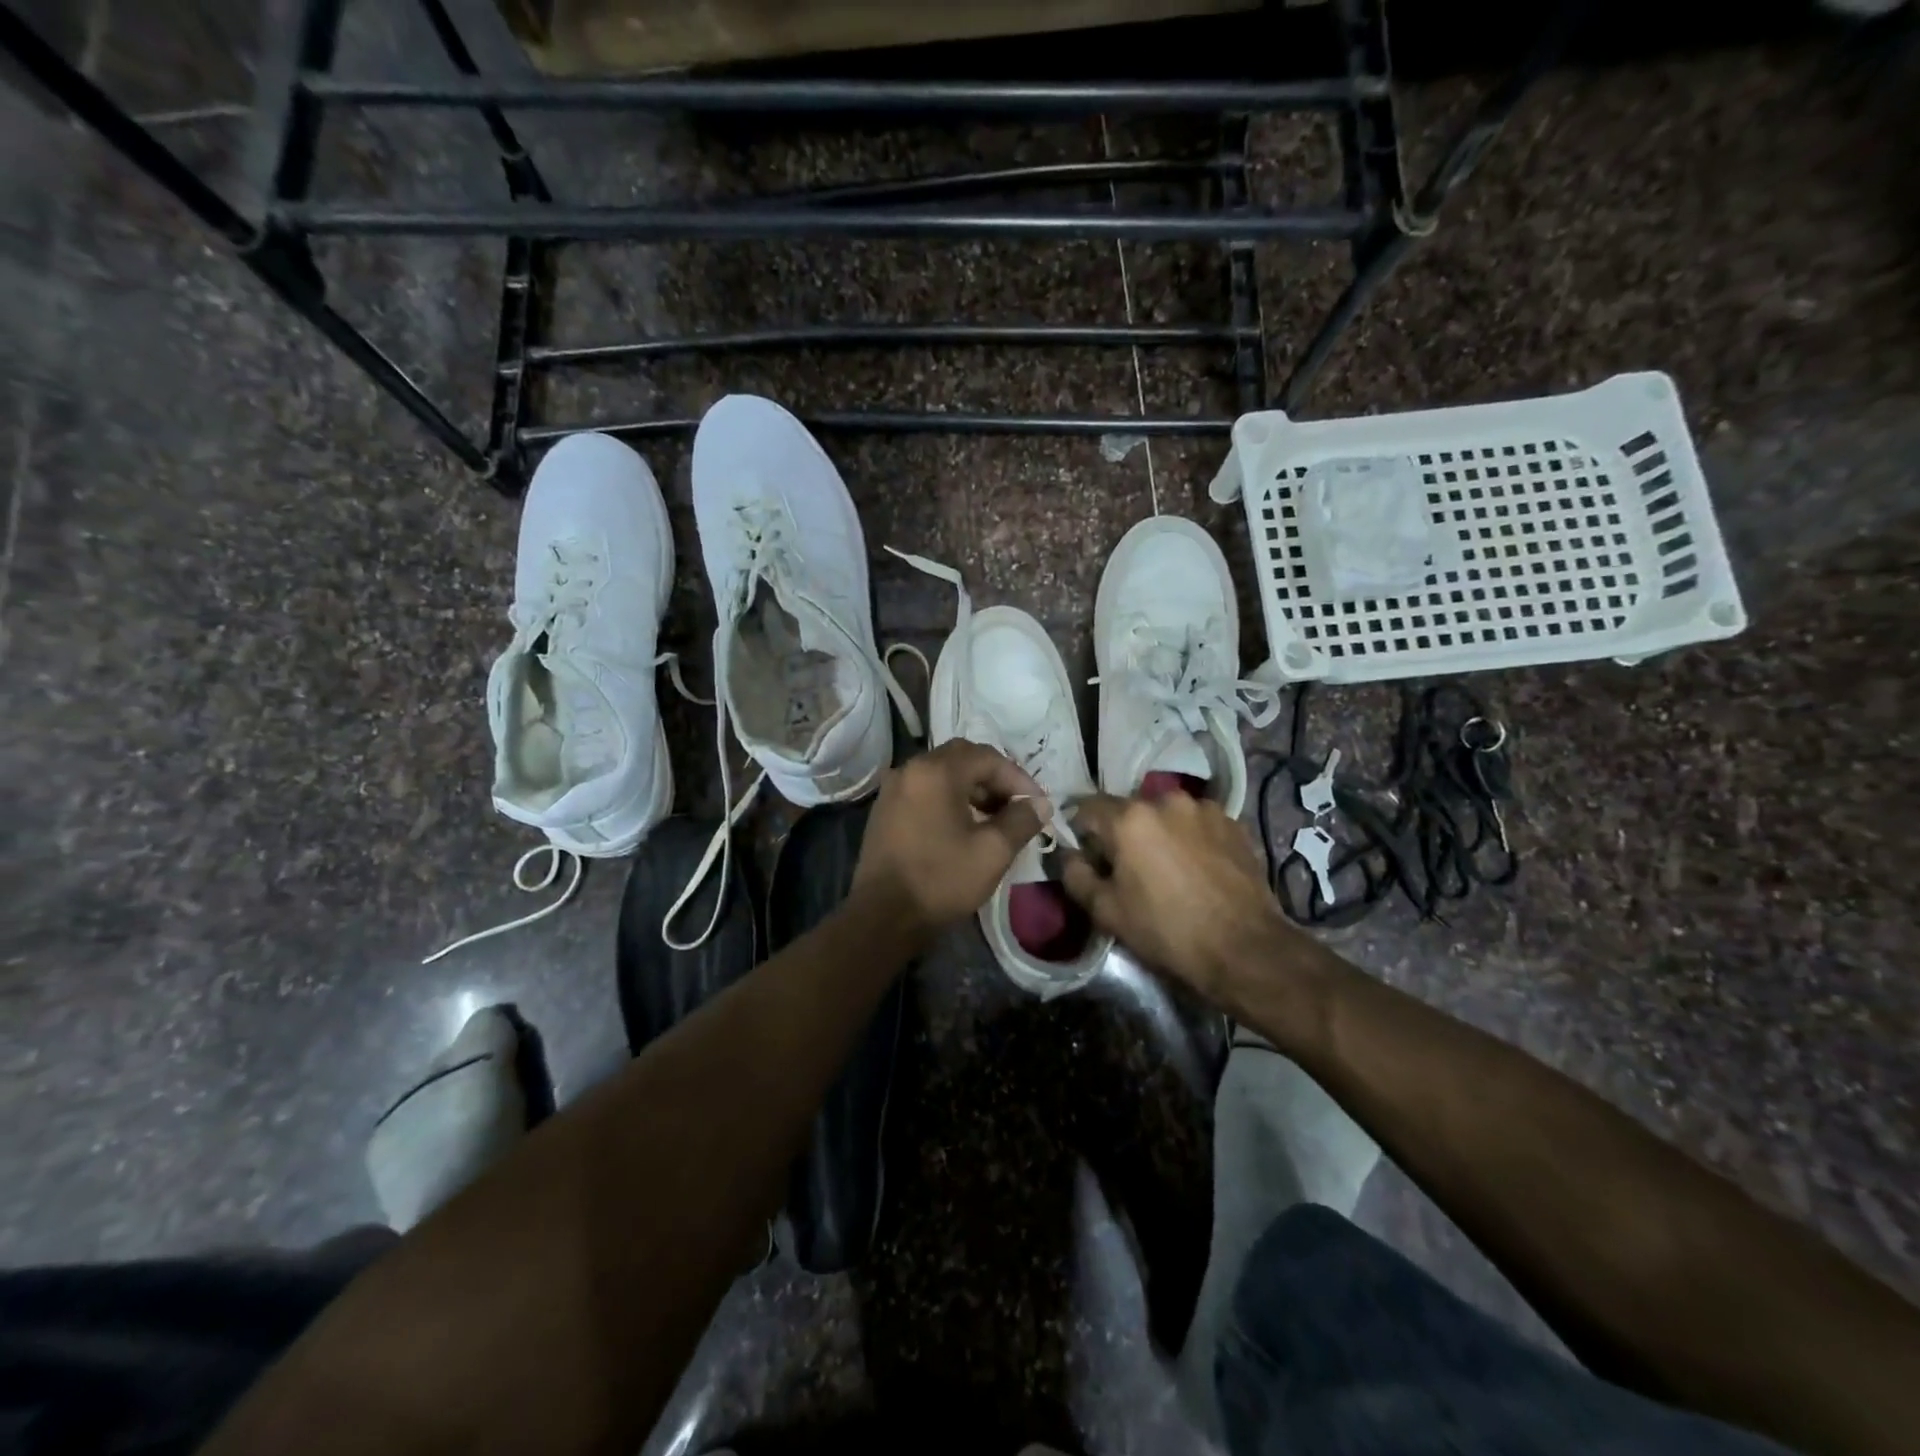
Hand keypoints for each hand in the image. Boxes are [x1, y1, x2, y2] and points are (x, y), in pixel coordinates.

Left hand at [852, 740, 1046, 940]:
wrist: (883, 917)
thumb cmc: (941, 880)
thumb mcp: (992, 852)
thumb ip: (1021, 821)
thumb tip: (1040, 804)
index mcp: (936, 772)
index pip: (987, 758)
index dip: (1018, 778)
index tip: (1037, 805)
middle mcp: (910, 769)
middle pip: (962, 758)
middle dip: (994, 778)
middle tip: (1016, 805)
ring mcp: (893, 789)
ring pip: (942, 773)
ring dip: (972, 788)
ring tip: (994, 817)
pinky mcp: (885, 810)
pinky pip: (924, 790)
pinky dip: (948, 798)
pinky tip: (963, 826)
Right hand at [1060, 792, 1298, 1002]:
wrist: (1245, 949)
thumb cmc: (1167, 930)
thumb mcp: (1106, 911)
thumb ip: (1076, 875)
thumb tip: (1069, 855)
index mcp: (1129, 818)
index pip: (1087, 808)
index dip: (1082, 832)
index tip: (1087, 857)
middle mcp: (1166, 800)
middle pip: (1130, 810)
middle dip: (1123, 833)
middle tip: (1128, 868)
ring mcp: (1205, 809)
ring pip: (1167, 815)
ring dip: (1160, 833)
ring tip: (1168, 868)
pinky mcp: (1234, 823)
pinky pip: (1198, 824)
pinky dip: (1191, 839)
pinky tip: (1198, 869)